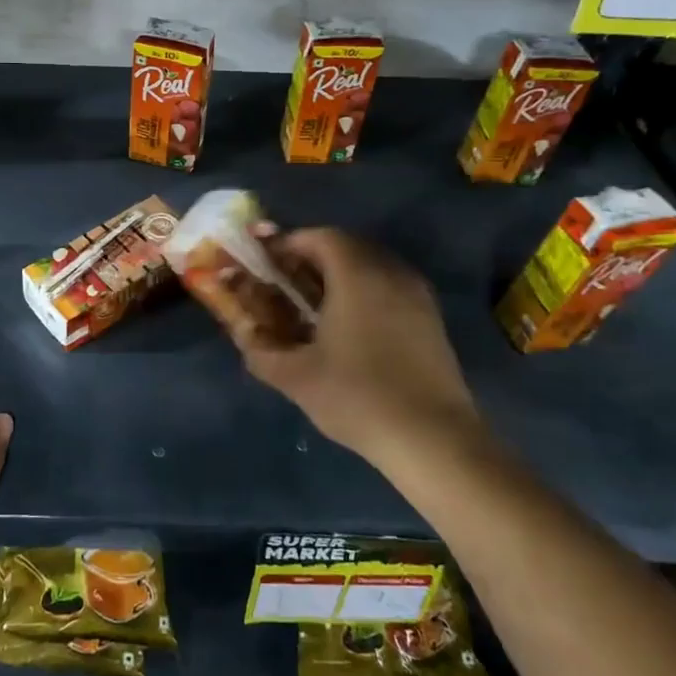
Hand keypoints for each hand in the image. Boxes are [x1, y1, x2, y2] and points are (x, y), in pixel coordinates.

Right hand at [229, 229, 480, 469]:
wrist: (432, 438)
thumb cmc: (358, 396)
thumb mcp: (296, 377)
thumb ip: (261, 349)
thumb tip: (243, 333)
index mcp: (357, 275)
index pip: (319, 237)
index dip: (288, 242)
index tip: (264, 258)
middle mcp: (390, 272)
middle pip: (346, 246)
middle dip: (311, 257)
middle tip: (283, 279)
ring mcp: (416, 295)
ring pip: (370, 266)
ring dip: (338, 274)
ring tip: (312, 303)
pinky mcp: (430, 319)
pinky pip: (388, 287)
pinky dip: (362, 291)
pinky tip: (347, 325)